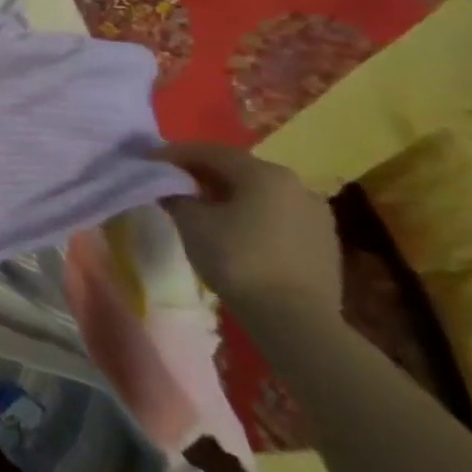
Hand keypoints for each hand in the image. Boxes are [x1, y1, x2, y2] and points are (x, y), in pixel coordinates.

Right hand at [157, 143, 342, 327]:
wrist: (296, 320)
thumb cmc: (237, 259)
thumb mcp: (192, 222)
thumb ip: (175, 194)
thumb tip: (167, 185)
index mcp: (264, 174)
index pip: (210, 152)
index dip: (174, 154)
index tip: (147, 160)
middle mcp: (296, 185)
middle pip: (238, 169)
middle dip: (203, 172)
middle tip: (173, 181)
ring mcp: (316, 214)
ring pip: (261, 192)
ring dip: (229, 193)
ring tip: (202, 205)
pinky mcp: (324, 241)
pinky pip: (278, 214)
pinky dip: (252, 213)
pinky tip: (235, 229)